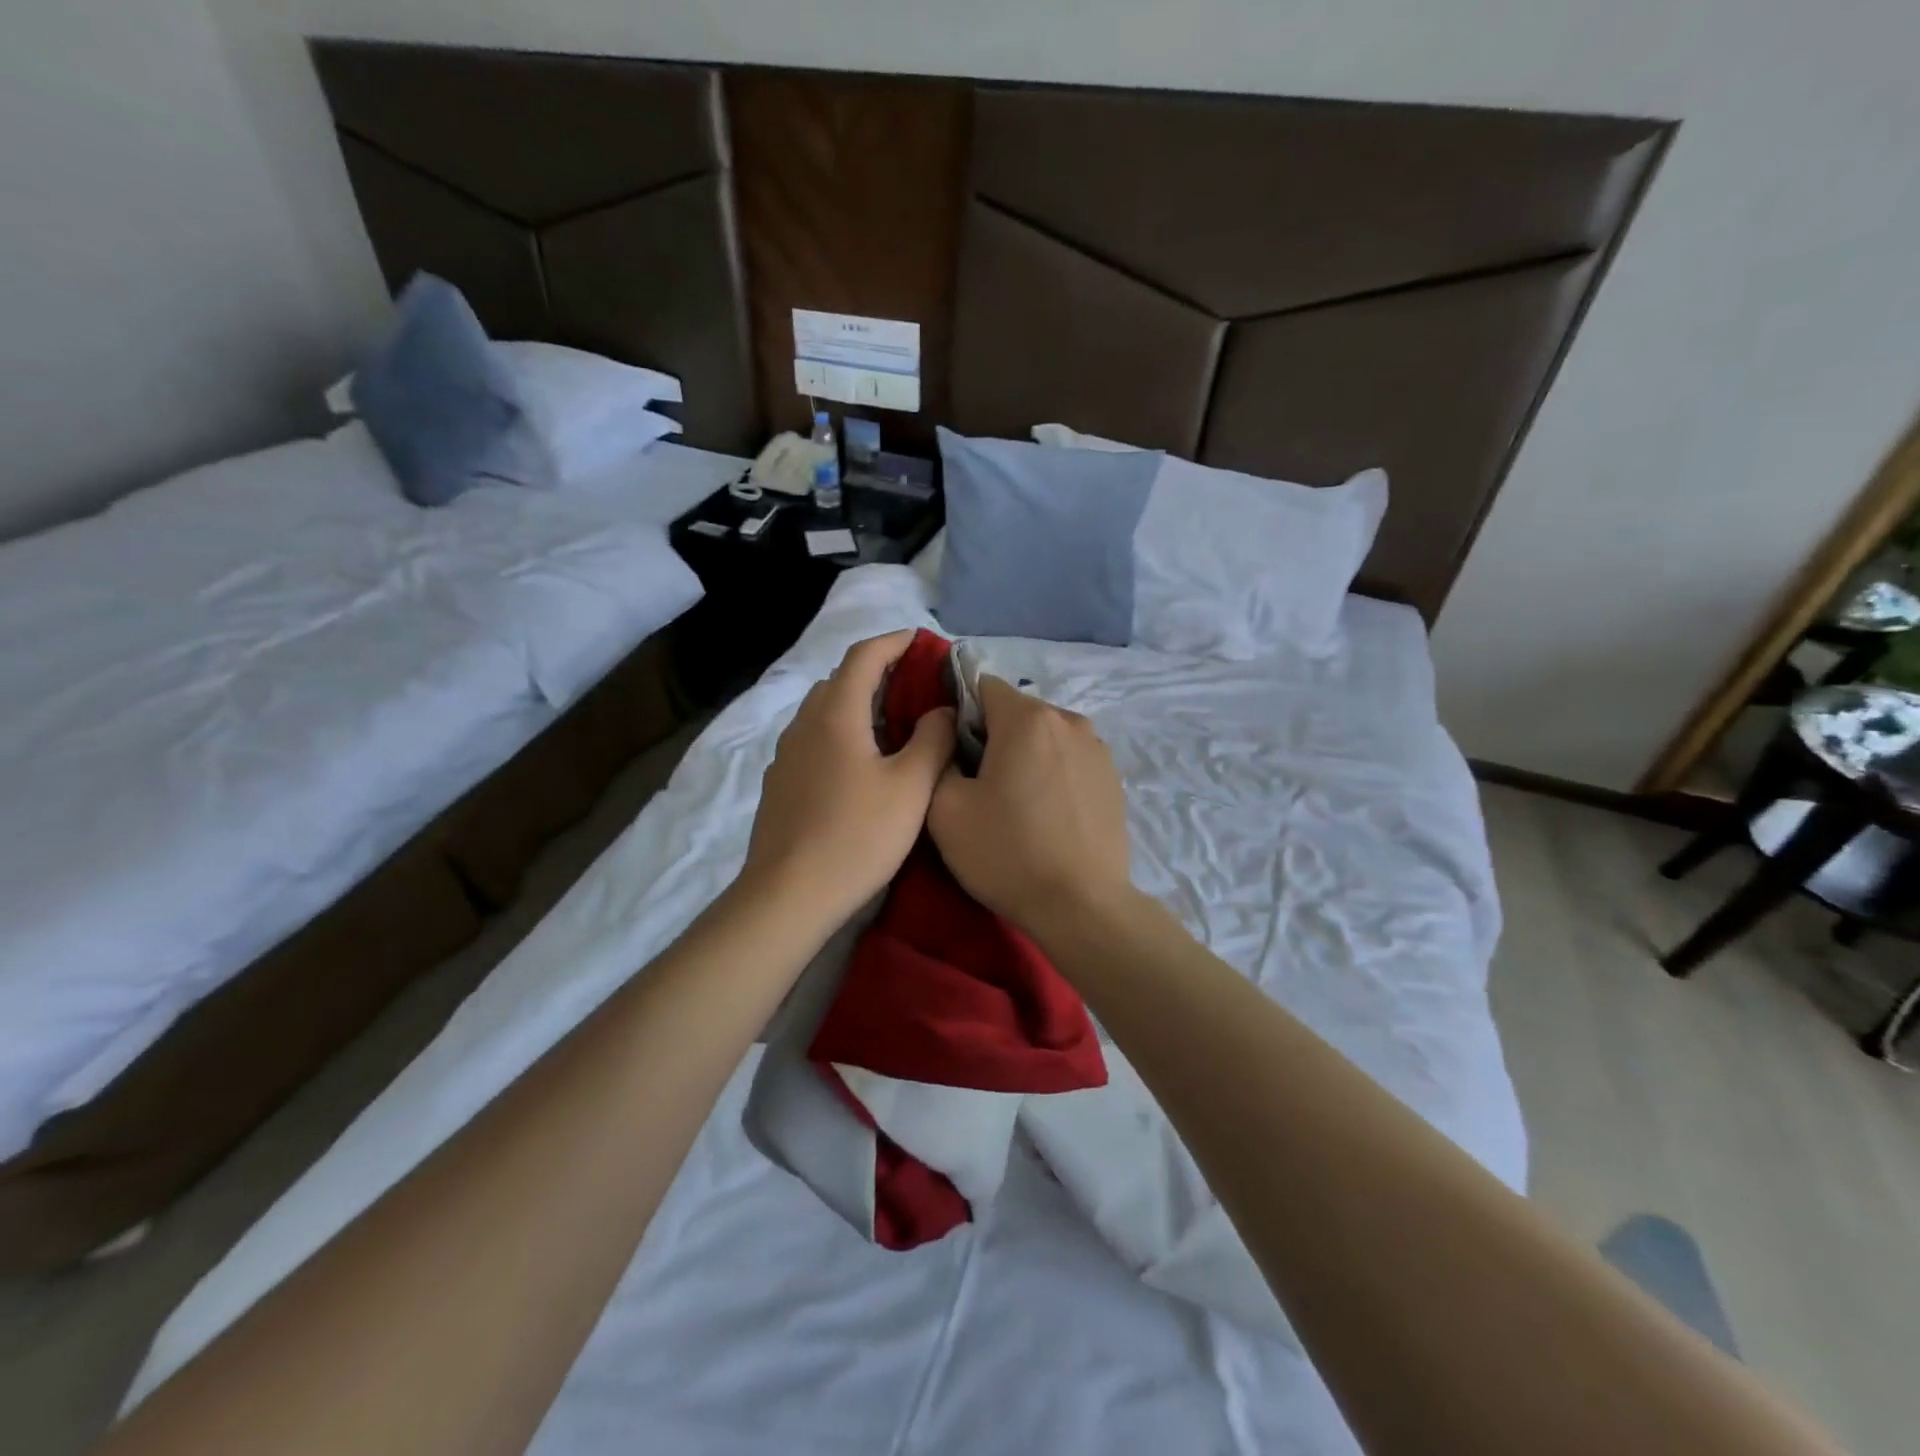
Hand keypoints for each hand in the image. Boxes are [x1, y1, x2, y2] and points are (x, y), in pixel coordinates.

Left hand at [741, 631, 955, 931]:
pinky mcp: (780, 782)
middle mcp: (804, 723)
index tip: (924, 642)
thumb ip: (933, 739)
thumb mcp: (911, 786)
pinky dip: (843, 733)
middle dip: (879, 673)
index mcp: (836, 714)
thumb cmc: (857, 835)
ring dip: (859, 705)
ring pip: (825, 712)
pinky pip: (815, 739)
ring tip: (895, 726)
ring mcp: (787, 754)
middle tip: (917, 689)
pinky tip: (863, 765)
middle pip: (841, 680)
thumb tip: (941, 709)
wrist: (789, 894)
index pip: (864, 655)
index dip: (895, 641)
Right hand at [926, 675, 1136, 944]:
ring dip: (1026, 756)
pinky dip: (1053, 775)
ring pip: (1046, 737)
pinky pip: (1070, 761)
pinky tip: (1048, 816)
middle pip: (1017, 712)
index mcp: (1027, 718)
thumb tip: (953, 740)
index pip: (983, 686)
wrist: (1081, 906)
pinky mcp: (1114, 779)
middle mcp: (1069, 720)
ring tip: (1017, 804)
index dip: (960, 712)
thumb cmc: (1007, 853)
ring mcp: (1098, 749)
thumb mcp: (945, 809)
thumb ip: (940, 757)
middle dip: (994, 736)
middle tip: (979, 785)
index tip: (952, 751)